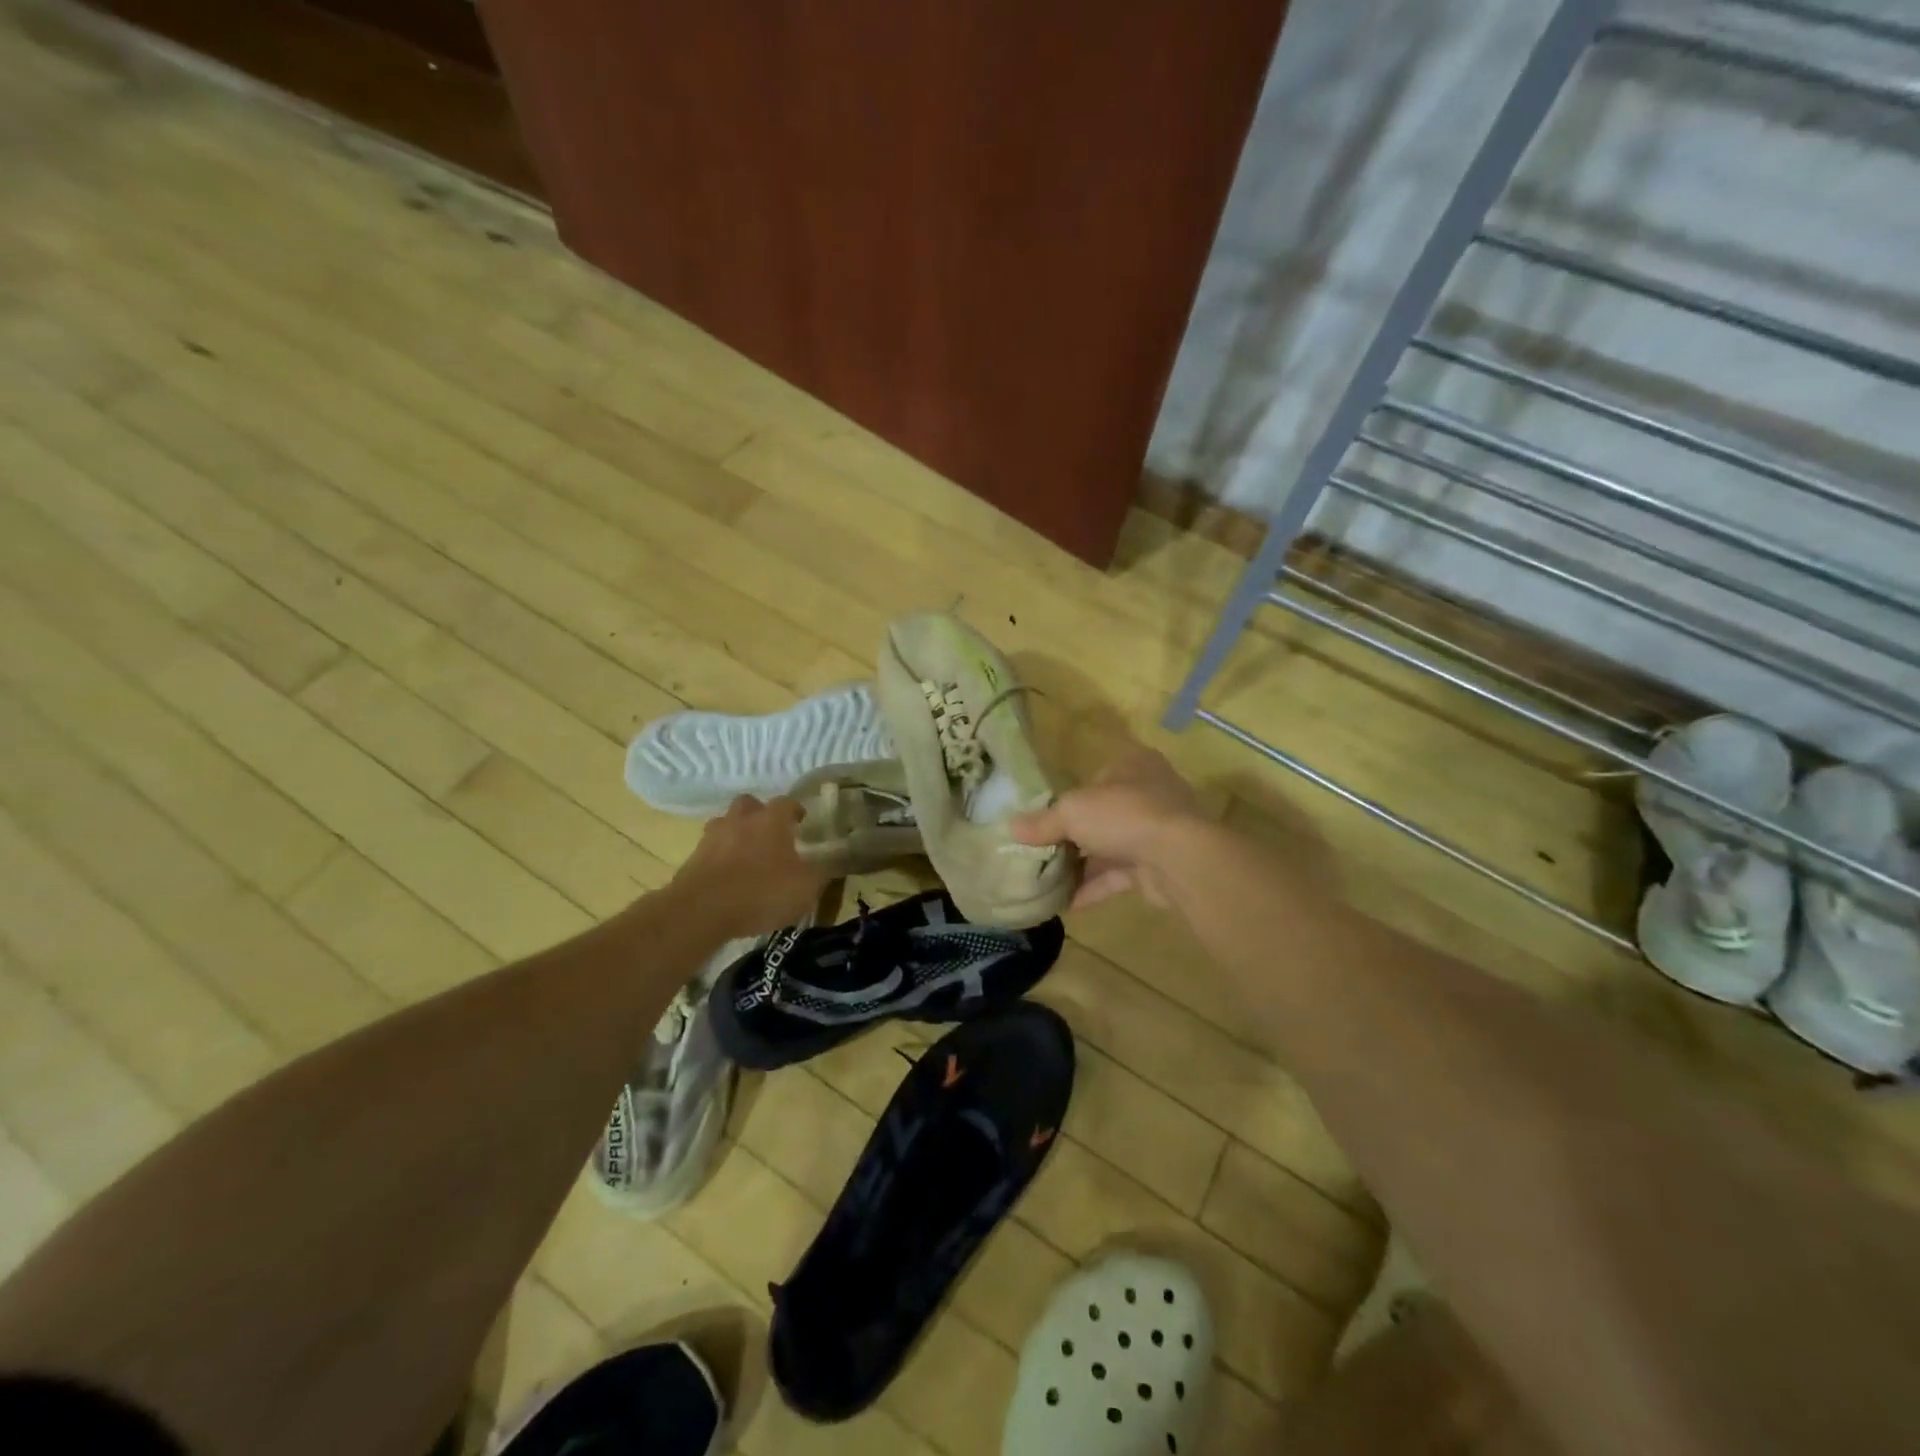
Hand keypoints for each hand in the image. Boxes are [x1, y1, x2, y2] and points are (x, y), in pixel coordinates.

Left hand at [669, 795, 830, 937]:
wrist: (701, 910)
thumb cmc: (761, 892)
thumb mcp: (805, 888)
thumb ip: (821, 873)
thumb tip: (830, 863)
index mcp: (772, 820)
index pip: (787, 802)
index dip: (796, 810)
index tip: (802, 822)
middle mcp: (741, 819)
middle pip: (750, 804)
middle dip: (760, 814)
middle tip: (771, 834)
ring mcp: (713, 837)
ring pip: (726, 824)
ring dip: (736, 834)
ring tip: (746, 856)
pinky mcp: (693, 858)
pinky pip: (710, 850)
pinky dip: (720, 858)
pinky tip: (728, 878)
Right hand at [1010, 749, 1205, 909]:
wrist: (1179, 858)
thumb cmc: (1124, 815)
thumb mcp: (1072, 811)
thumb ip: (1042, 822)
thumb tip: (1010, 828)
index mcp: (1133, 765)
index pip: (1095, 778)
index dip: (1069, 797)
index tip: (1044, 819)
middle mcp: (1149, 793)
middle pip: (1102, 814)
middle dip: (1073, 835)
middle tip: (1042, 852)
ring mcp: (1157, 831)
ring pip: (1110, 846)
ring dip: (1082, 865)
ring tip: (1047, 880)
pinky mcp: (1158, 865)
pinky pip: (1119, 875)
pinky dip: (1094, 887)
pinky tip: (1065, 904)